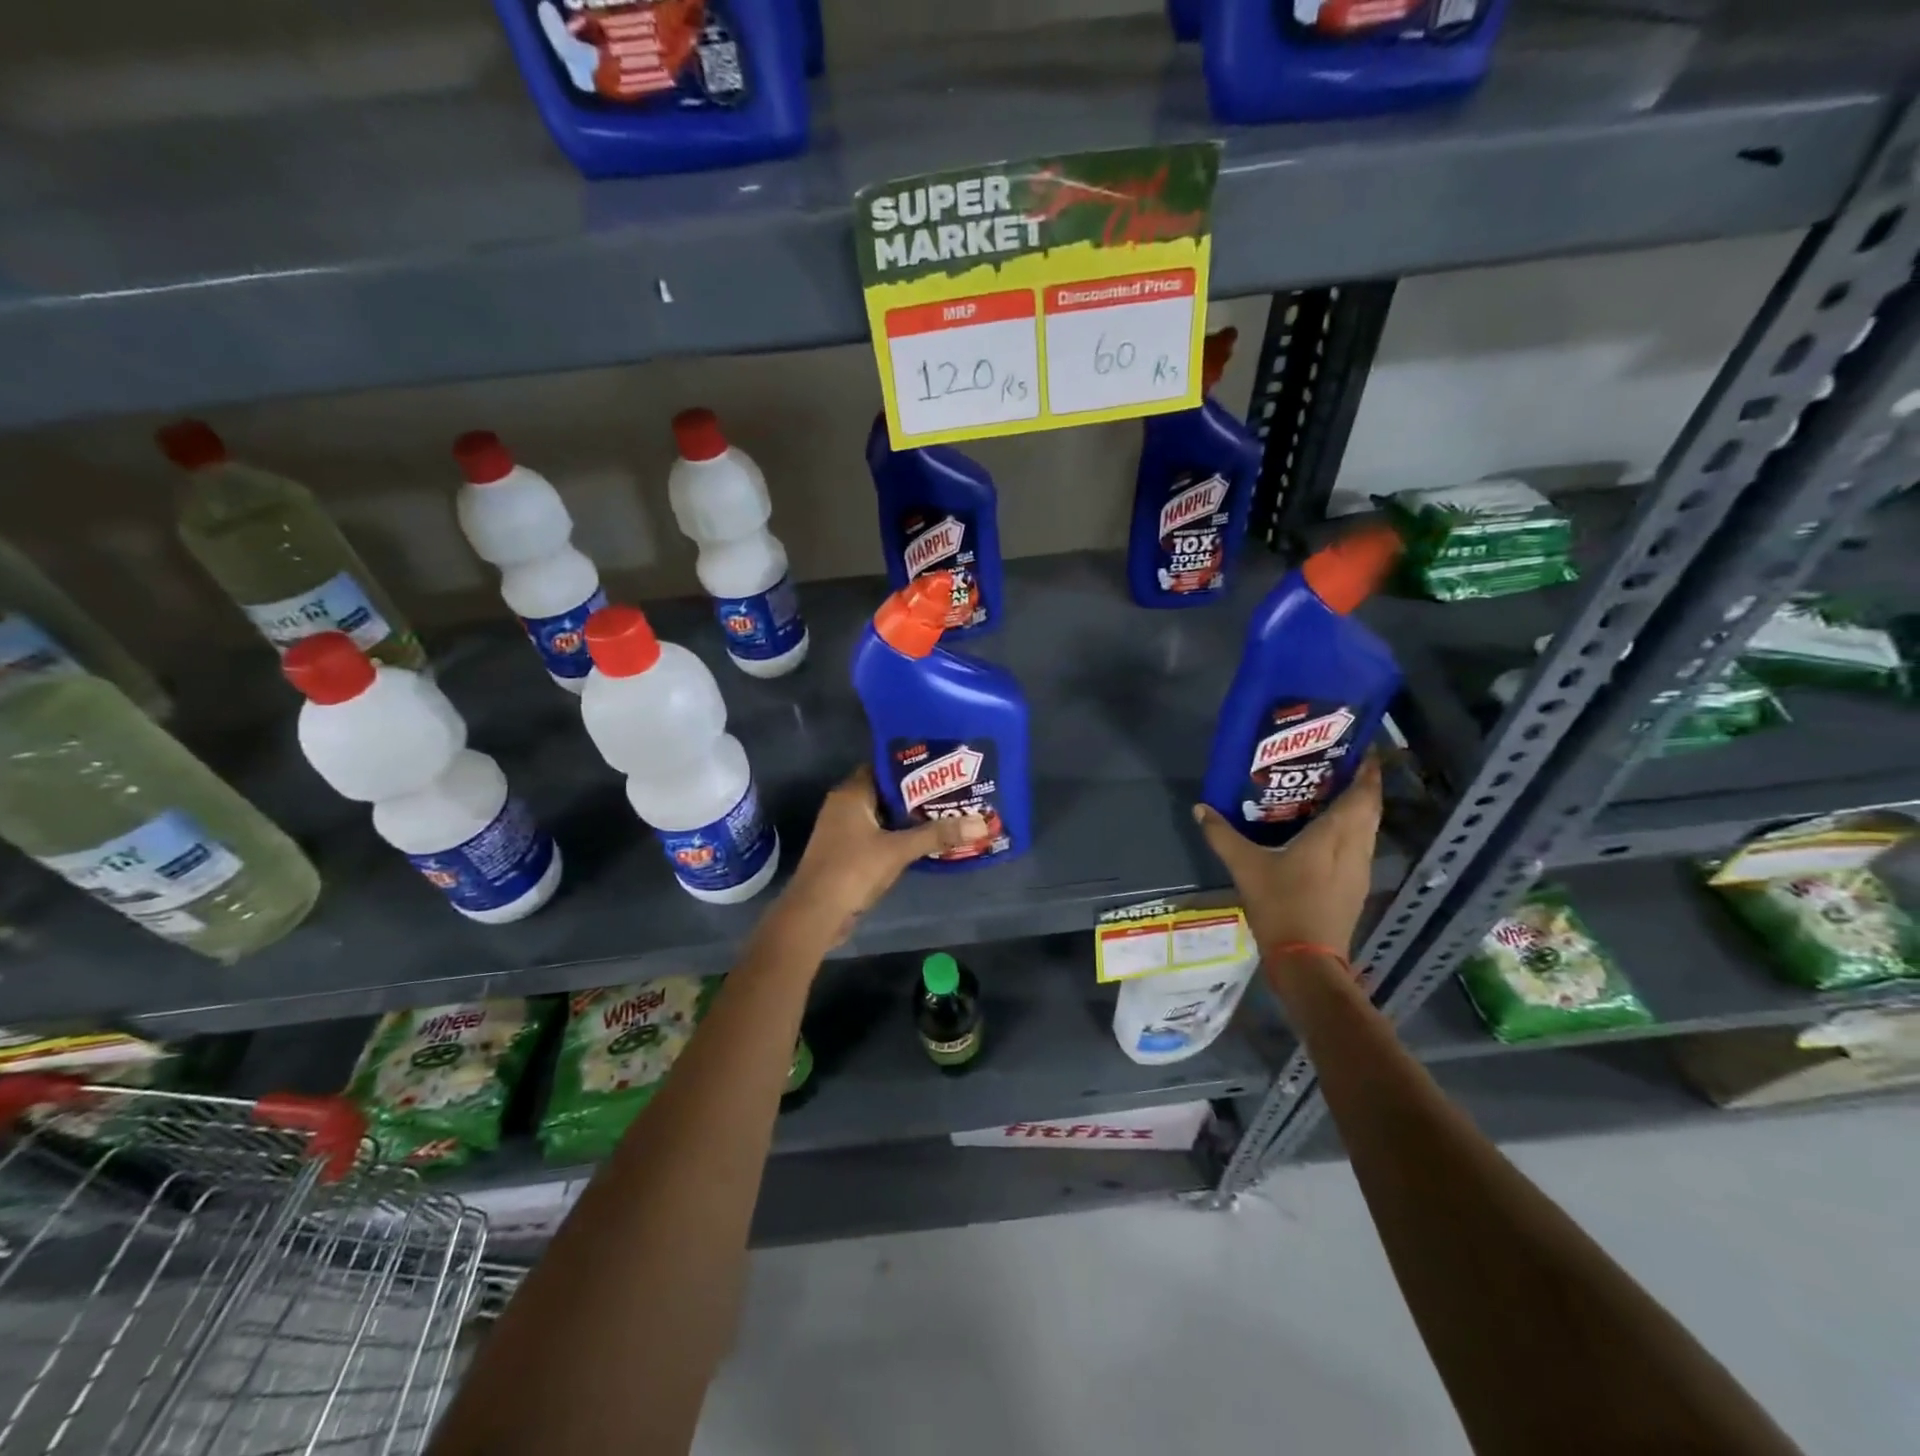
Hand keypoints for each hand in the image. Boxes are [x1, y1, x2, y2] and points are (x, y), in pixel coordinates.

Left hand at [781, 765, 987, 946]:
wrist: (816, 913)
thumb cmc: (853, 870)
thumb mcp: (899, 850)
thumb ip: (937, 835)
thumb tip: (981, 824)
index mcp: (850, 794)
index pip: (883, 768)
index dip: (911, 768)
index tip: (942, 769)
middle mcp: (843, 806)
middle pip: (885, 793)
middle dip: (915, 796)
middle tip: (951, 793)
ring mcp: (842, 831)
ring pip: (881, 817)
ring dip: (907, 819)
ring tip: (944, 815)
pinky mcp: (845, 853)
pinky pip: (876, 836)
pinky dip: (896, 838)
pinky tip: (923, 842)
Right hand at [1193, 753, 1382, 960]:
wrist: (1307, 960)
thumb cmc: (1282, 905)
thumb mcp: (1246, 867)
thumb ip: (1223, 835)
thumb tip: (1201, 808)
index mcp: (1336, 835)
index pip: (1363, 794)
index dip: (1368, 770)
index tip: (1361, 748)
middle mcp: (1356, 847)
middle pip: (1370, 808)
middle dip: (1362, 785)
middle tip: (1338, 766)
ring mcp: (1360, 870)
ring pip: (1367, 829)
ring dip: (1357, 809)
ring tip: (1329, 794)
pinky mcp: (1356, 888)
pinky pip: (1359, 847)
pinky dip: (1349, 832)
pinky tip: (1325, 834)